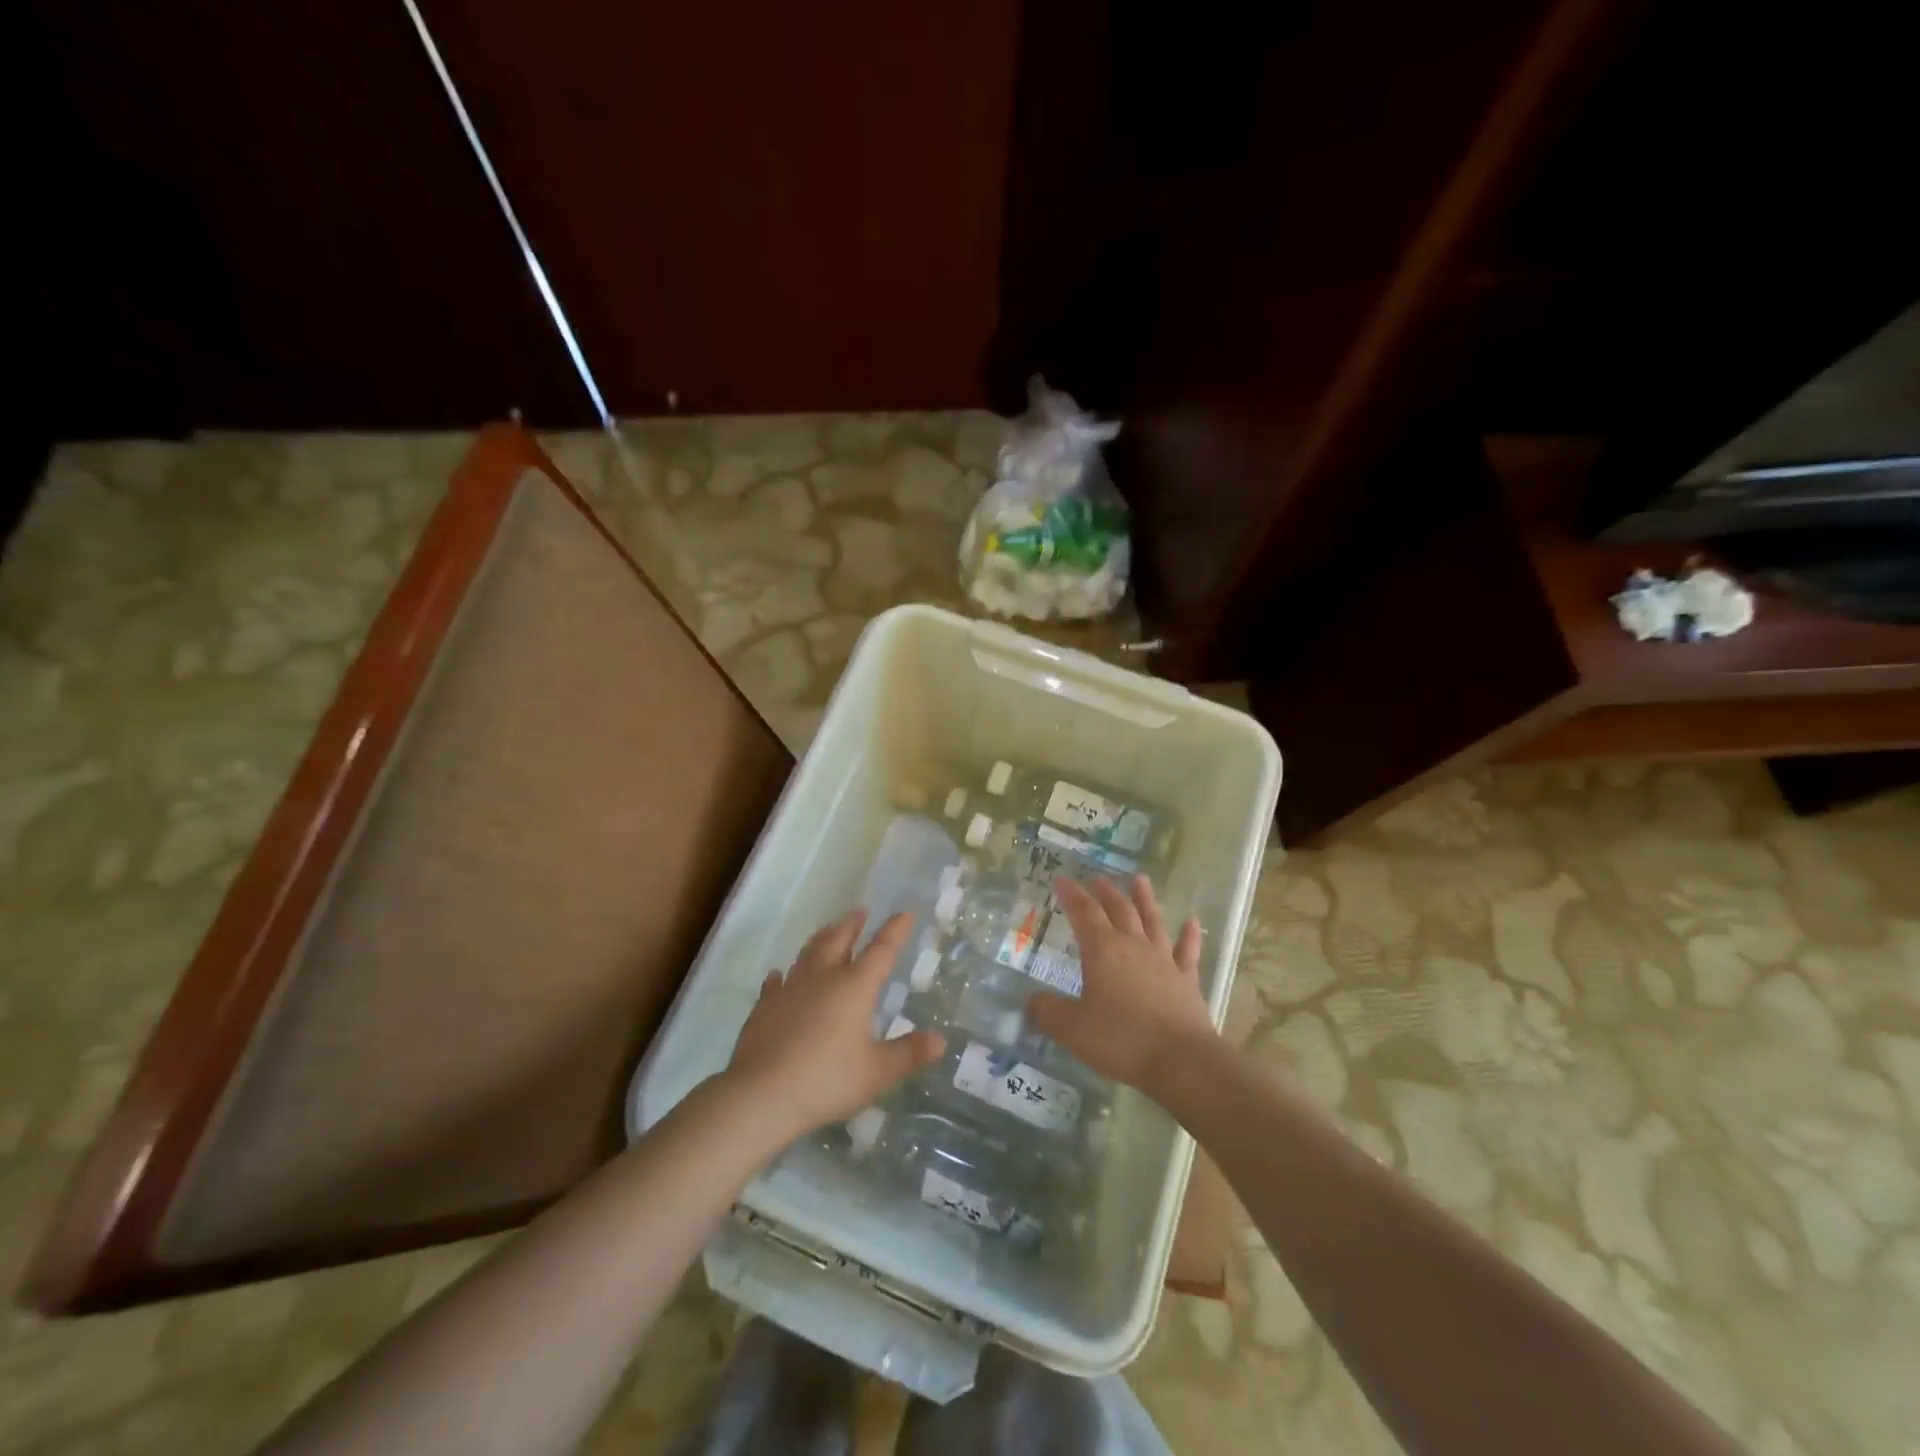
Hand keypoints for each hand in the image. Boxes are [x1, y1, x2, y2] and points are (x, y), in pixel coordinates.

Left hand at [725, 909, 945, 1142]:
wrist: (761, 1095)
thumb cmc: (827, 1080)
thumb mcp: (878, 1072)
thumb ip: (909, 1054)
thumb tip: (940, 1040)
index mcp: (855, 987)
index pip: (881, 950)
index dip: (895, 931)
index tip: (905, 913)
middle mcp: (823, 978)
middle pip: (839, 941)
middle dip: (852, 925)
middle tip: (859, 911)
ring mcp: (789, 990)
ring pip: (807, 954)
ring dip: (820, 939)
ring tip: (827, 930)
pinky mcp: (763, 1008)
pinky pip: (775, 983)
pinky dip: (781, 976)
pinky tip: (779, 975)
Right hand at [1024, 875, 1216, 1094]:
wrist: (1181, 1061)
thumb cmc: (1121, 1040)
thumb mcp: (1071, 1029)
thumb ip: (1047, 1012)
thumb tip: (1031, 1001)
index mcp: (1103, 951)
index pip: (1083, 912)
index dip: (1071, 894)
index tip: (1061, 878)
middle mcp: (1133, 946)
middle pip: (1119, 910)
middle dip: (1105, 892)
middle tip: (1097, 878)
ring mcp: (1164, 961)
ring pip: (1152, 921)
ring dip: (1145, 899)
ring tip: (1140, 880)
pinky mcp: (1186, 980)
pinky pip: (1187, 951)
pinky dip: (1189, 935)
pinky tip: (1192, 922)